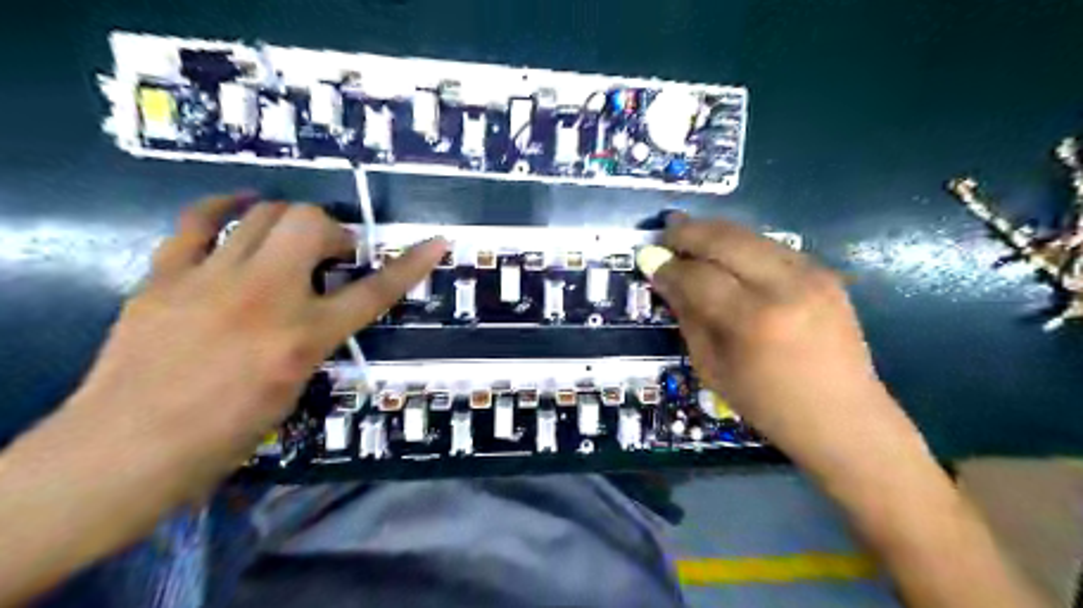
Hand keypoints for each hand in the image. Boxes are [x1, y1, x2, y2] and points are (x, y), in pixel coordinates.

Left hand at [69, 194, 443, 502]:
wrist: (124, 452)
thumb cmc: (222, 436)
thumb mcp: (294, 390)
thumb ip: (313, 341)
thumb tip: (316, 313)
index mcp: (303, 338)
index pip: (373, 292)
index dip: (411, 265)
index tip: (436, 242)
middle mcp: (265, 297)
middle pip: (311, 224)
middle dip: (333, 231)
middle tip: (333, 254)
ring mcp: (212, 279)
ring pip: (263, 214)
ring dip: (290, 220)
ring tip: (291, 241)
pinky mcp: (166, 276)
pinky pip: (197, 221)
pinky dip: (225, 208)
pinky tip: (240, 208)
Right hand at [638, 216, 905, 465]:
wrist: (843, 416)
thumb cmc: (767, 403)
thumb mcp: (712, 367)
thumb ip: (688, 317)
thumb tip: (666, 278)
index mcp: (752, 320)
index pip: (698, 277)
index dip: (669, 266)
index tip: (649, 261)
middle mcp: (784, 286)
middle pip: (725, 240)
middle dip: (689, 231)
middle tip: (665, 231)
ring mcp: (811, 274)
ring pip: (750, 235)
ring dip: (714, 232)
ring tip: (689, 234)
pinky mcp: (825, 273)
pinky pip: (771, 246)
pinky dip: (742, 244)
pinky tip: (726, 253)